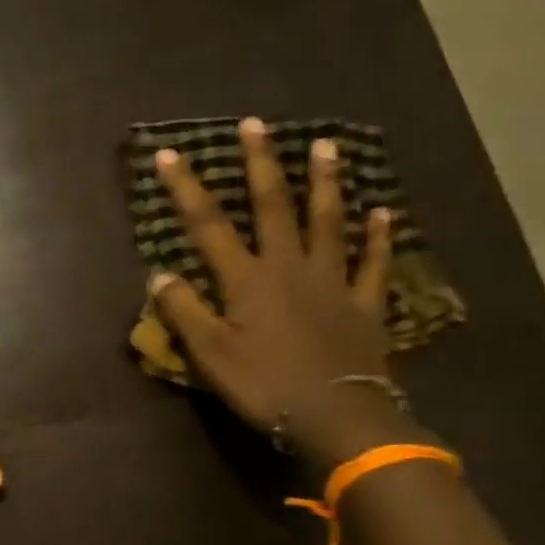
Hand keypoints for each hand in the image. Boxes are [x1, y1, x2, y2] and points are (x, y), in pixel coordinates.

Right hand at [150, 117, 417, 466]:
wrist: (338, 418)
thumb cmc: (265, 385)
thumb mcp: (210, 354)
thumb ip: (184, 311)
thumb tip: (160, 274)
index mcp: (247, 280)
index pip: (209, 226)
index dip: (186, 189)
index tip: (169, 154)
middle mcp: (289, 268)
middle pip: (273, 207)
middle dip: (261, 165)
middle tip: (256, 125)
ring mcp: (332, 282)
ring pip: (328, 223)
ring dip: (325, 183)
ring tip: (326, 146)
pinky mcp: (364, 305)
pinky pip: (373, 264)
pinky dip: (378, 238)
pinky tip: (384, 213)